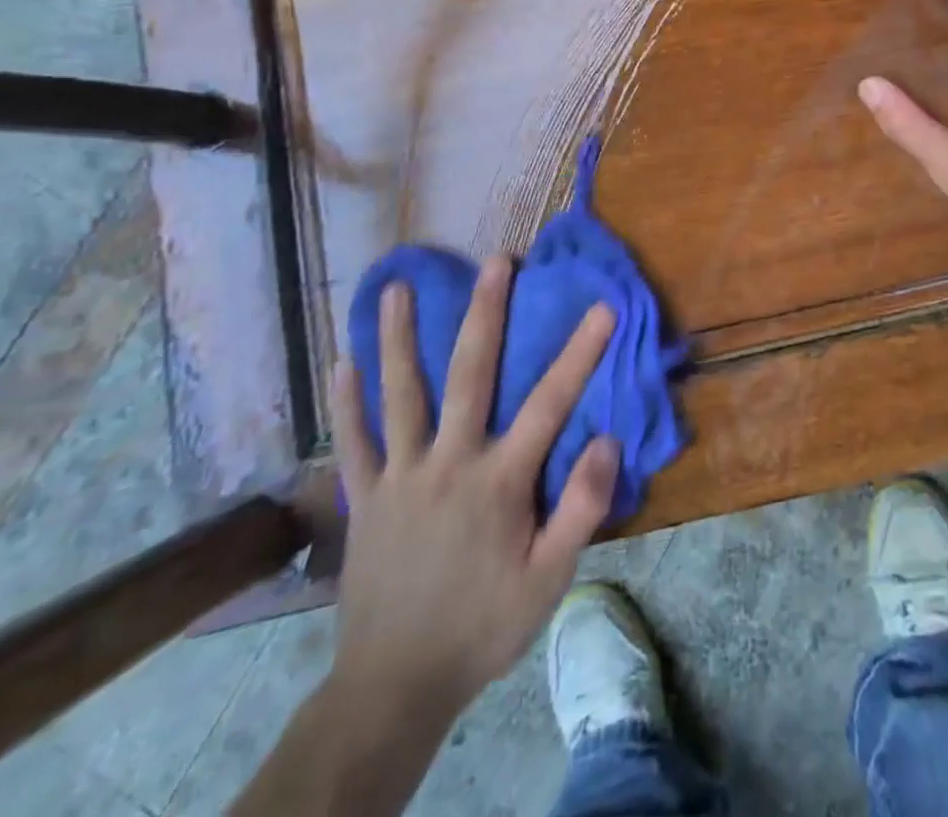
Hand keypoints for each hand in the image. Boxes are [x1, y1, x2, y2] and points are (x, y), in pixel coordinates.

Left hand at [326, 257, 618, 721]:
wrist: (395, 685)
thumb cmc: (484, 626)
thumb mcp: (549, 580)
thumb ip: (581, 508)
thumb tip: (607, 439)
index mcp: (499, 481)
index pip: (549, 403)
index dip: (579, 352)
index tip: (601, 306)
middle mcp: (448, 463)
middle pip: (469, 375)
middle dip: (485, 313)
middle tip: (495, 261)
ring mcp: (399, 476)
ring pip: (400, 394)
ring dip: (398, 337)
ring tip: (394, 287)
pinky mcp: (364, 497)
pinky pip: (353, 440)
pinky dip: (347, 400)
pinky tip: (340, 360)